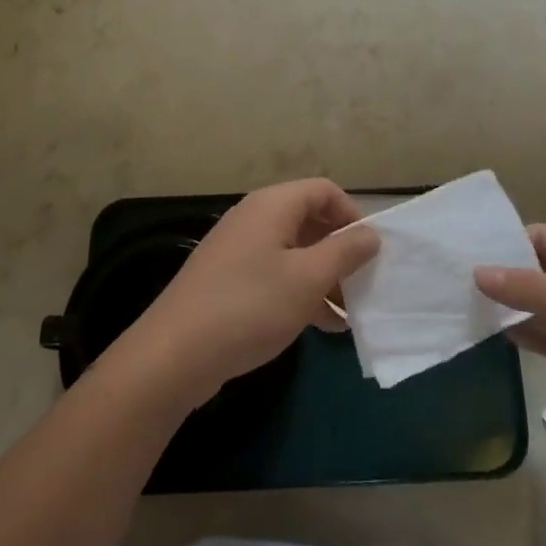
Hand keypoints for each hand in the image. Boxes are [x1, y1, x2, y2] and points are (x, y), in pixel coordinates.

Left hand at [112, 179, 379, 409]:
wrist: (175, 354)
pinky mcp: (229, 281)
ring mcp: (239, 251)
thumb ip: (344, 253)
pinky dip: (301, 294)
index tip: (370, 251)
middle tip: (365, 285)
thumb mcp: (307, 279)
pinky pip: (276, 276)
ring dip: (324, 279)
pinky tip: (324, 328)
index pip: (324, 191)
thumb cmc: (250, 306)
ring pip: (295, 253)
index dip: (352, 215)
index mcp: (272, 206)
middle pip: (310, 221)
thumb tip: (370, 234)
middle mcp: (254, 219)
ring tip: (351, 314)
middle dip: (340, 252)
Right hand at [476, 225, 545, 468]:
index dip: (506, 240)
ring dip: (506, 308)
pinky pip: (545, 339)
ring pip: (537, 307)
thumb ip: (530, 289)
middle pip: (536, 271)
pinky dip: (520, 336)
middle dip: (501, 275)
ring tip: (459, 306)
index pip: (541, 237)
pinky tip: (489, 336)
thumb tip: (477, 272)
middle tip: (452, 281)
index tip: (465, 251)